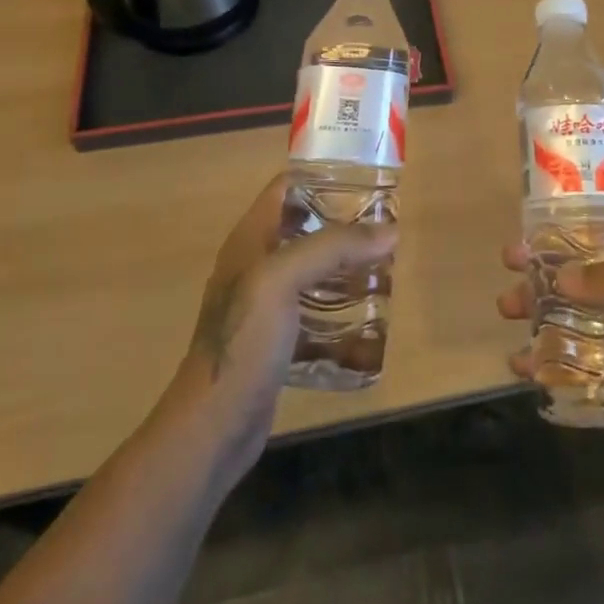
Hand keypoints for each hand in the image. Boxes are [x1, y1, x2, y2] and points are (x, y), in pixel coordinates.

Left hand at [169, 172, 396, 474]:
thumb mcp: (283, 280)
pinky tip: (368, 317)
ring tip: (384, 264)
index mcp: (250, 239)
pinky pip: (314, 311)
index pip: (285, 188)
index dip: (322, 176)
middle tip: (385, 224)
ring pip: (312, 270)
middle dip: (343, 223)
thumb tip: (390, 231)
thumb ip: (333, 247)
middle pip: (304, 227)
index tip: (365, 177)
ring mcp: (264, 305)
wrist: (213, 427)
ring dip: (344, 266)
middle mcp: (256, 264)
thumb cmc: (243, 341)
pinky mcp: (276, 340)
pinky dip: (339, 309)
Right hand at [497, 191, 603, 504]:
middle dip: (549, 253)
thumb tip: (561, 274)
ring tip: (506, 307)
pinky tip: (520, 363)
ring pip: (573, 302)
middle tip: (512, 255)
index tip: (559, 187)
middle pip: (589, 256)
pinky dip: (544, 352)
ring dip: (538, 301)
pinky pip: (571, 350)